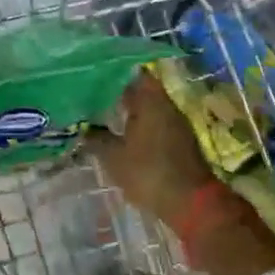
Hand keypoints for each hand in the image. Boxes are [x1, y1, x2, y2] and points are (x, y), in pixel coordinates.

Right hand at [88, 72, 218, 225]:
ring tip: (104, 115)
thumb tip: (83, 129)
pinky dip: (141, 126)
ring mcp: (177, 124)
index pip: (133, 73)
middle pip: (142, 90)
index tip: (95, 74)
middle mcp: (166, 106)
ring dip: (130, 110)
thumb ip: (97, 139)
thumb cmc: (149, 173)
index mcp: (151, 101)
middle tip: (93, 95)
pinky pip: (157, 124)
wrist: (191, 203)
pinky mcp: (181, 142)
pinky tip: (124, 135)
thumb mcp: (114, 158)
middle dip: (119, 92)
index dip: (114, 71)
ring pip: (150, 108)